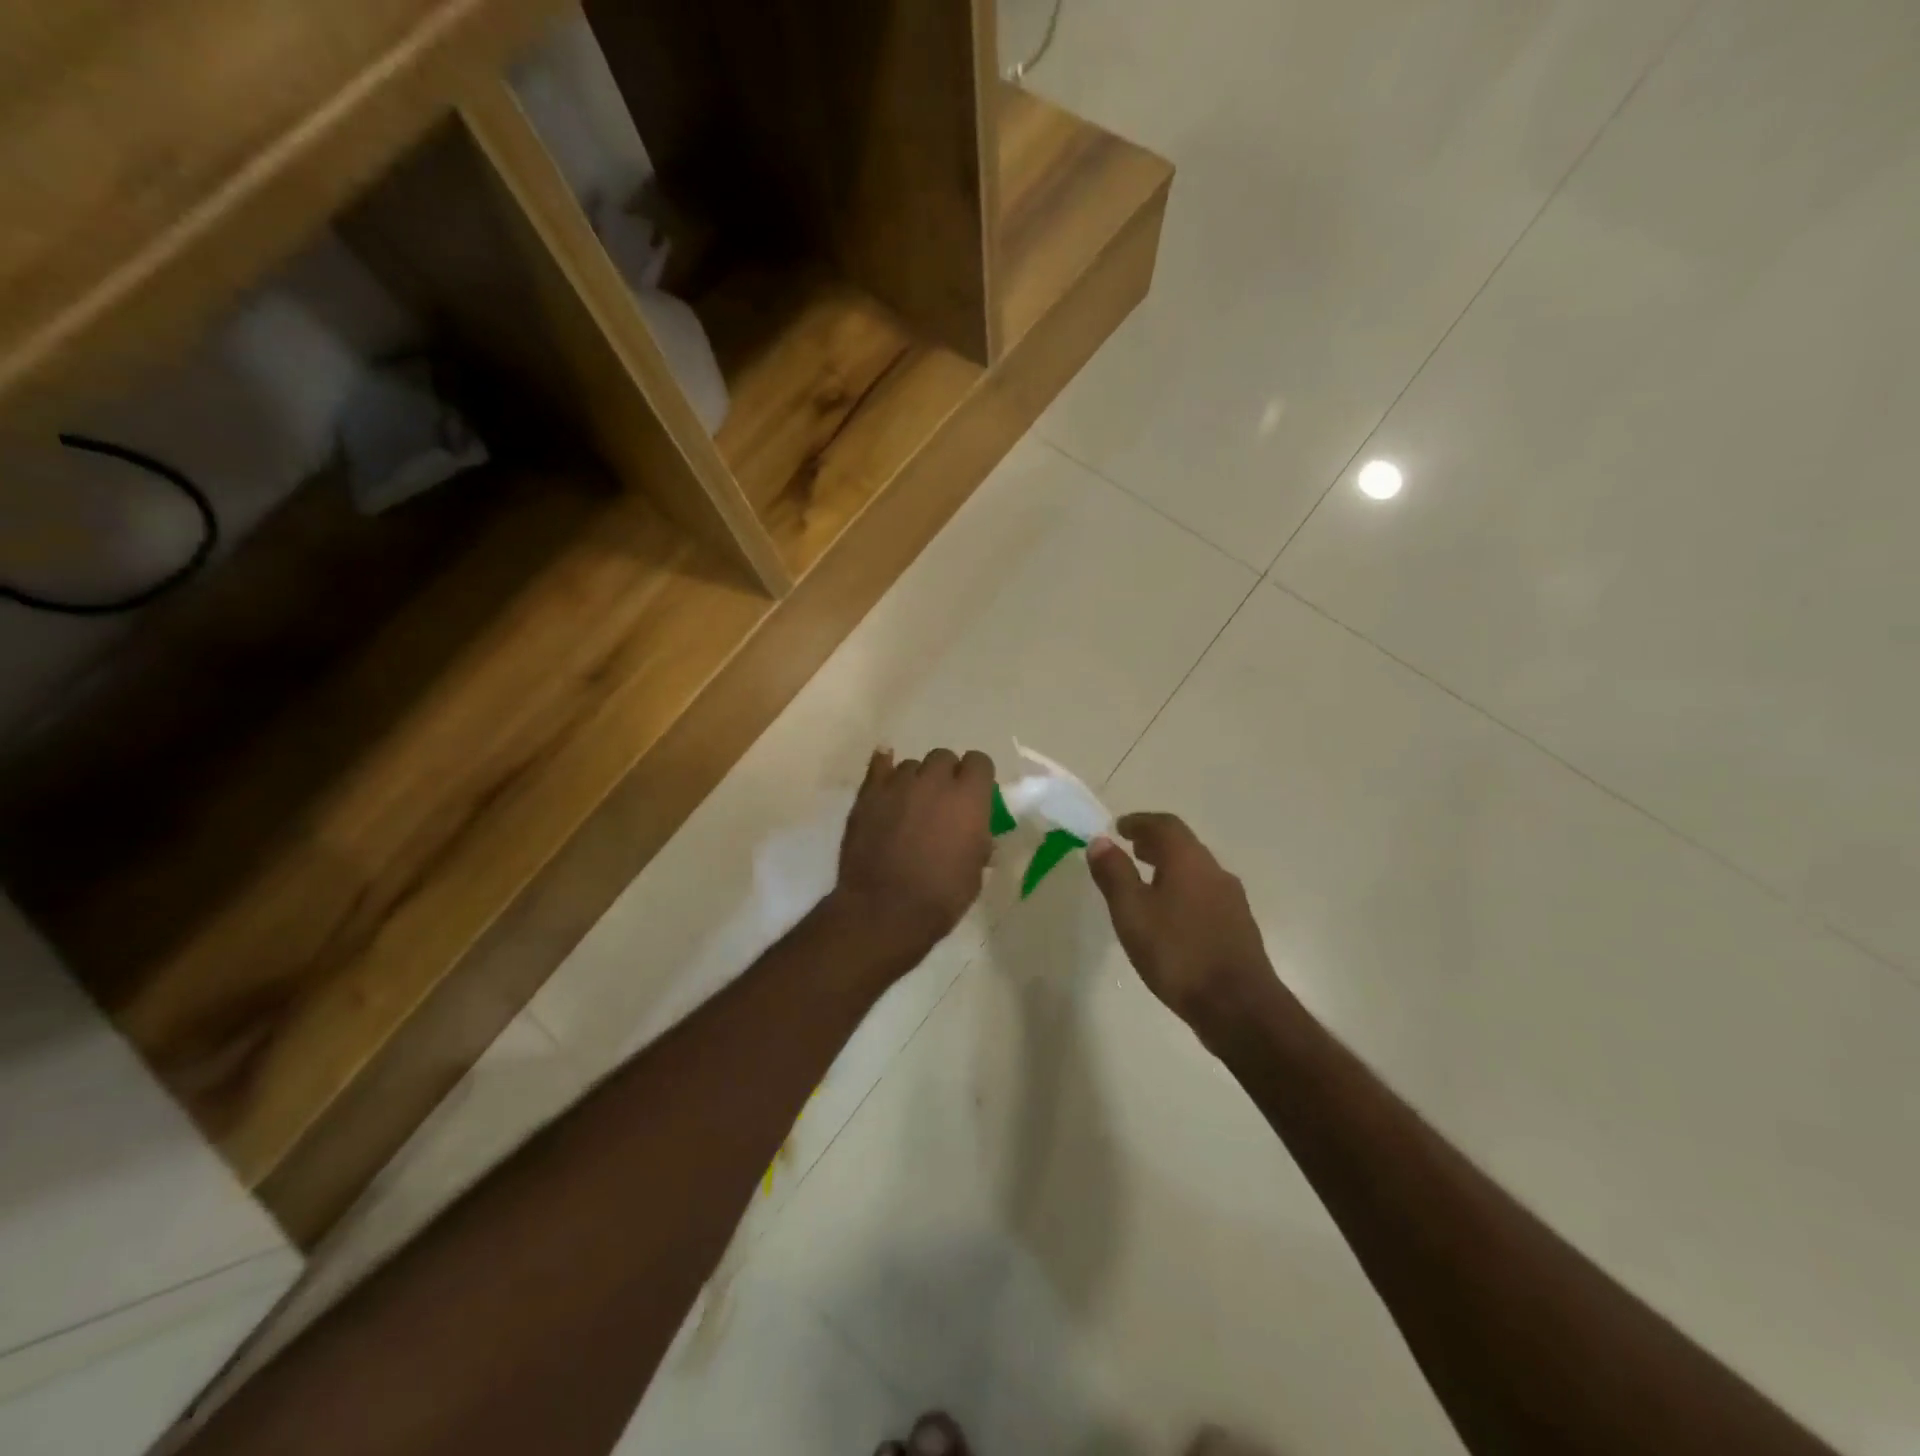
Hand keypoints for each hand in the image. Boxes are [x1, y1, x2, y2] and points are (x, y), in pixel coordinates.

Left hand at [831, 747, 995, 968]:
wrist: (885, 910)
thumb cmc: (941, 896)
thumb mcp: (975, 870)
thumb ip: (977, 838)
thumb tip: (975, 831)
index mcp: (969, 798)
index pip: (980, 762)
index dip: (977, 777)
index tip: (974, 794)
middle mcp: (935, 781)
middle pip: (944, 758)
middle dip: (946, 775)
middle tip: (941, 803)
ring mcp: (899, 784)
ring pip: (912, 765)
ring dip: (916, 780)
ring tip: (909, 806)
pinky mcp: (869, 793)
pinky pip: (879, 765)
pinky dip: (884, 767)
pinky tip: (885, 773)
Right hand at [1088, 813, 1273, 1027]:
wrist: (1238, 1006)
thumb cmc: (1177, 953)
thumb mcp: (1132, 912)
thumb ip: (1114, 874)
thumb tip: (1101, 841)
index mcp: (1189, 860)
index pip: (1164, 825)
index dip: (1139, 822)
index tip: (1119, 827)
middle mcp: (1214, 871)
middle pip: (1183, 845)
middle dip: (1155, 842)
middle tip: (1130, 849)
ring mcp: (1231, 899)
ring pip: (1196, 870)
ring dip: (1169, 867)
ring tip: (1145, 882)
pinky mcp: (1238, 926)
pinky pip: (1205, 893)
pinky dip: (1183, 889)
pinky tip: (1170, 916)